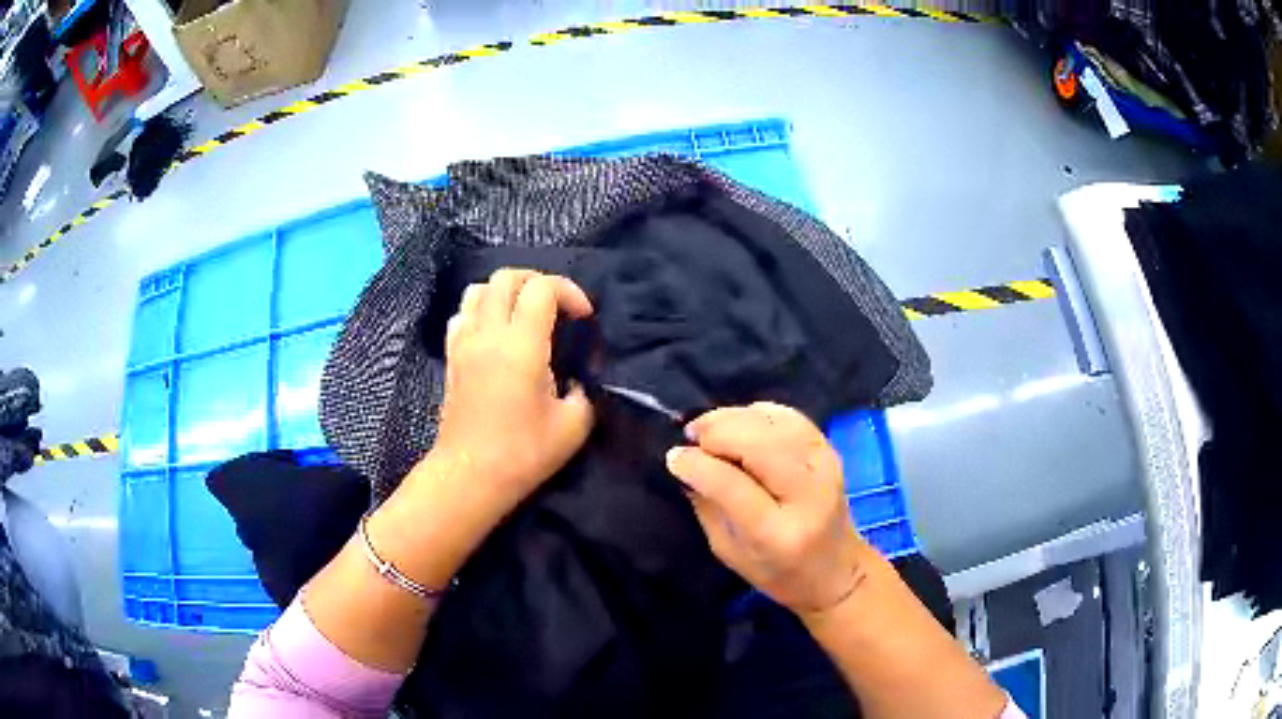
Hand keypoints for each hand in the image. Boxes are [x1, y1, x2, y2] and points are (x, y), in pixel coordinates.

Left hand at [430, 268, 595, 511]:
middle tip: (557, 307)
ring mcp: (464, 343)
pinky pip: (462, 314)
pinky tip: (494, 334)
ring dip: (506, 292)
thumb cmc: (523, 453)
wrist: (470, 476)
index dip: (569, 292)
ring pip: (478, 290)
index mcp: (522, 345)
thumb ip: (583, 391)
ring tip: (525, 314)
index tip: (584, 318)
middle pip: (507, 277)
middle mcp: (488, 334)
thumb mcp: (573, 426)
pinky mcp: (451, 358)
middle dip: (538, 281)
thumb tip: (576, 378)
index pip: (542, 289)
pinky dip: (480, 311)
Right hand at [666, 402, 869, 616]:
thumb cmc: (777, 573)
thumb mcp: (729, 552)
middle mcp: (807, 495)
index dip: (697, 464)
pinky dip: (760, 413)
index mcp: (778, 533)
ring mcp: (825, 467)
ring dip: (734, 418)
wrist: (837, 571)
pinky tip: (741, 423)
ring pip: (774, 423)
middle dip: (716, 431)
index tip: (674, 457)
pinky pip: (790, 417)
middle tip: (691, 436)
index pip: (731, 485)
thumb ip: (707, 506)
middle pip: (757, 443)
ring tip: (710, 429)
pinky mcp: (830, 451)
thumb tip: (685, 463)